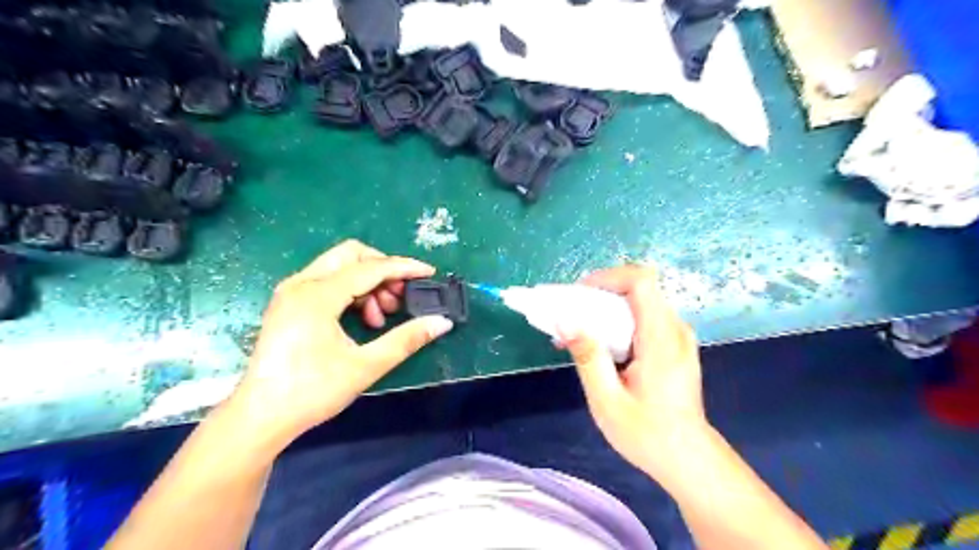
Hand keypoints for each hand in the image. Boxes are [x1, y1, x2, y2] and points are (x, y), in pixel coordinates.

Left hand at [233, 239, 455, 447]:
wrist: (260, 417)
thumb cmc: (311, 392)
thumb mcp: (365, 366)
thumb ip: (406, 340)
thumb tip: (442, 323)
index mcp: (317, 295)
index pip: (371, 268)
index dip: (404, 268)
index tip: (429, 273)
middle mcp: (301, 283)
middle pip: (352, 255)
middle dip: (383, 270)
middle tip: (401, 297)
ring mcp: (291, 291)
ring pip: (340, 266)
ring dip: (368, 283)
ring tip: (382, 316)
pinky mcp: (289, 303)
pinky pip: (328, 281)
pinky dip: (351, 291)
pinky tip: (363, 319)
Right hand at [558, 264, 704, 477]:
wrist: (688, 460)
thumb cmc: (648, 435)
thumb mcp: (608, 401)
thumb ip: (588, 357)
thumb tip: (565, 321)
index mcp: (661, 339)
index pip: (641, 281)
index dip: (608, 277)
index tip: (579, 294)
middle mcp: (674, 329)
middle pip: (638, 288)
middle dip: (600, 294)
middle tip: (571, 315)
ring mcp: (678, 336)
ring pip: (640, 301)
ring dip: (607, 308)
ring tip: (580, 332)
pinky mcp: (674, 345)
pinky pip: (644, 318)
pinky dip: (618, 322)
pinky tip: (601, 345)